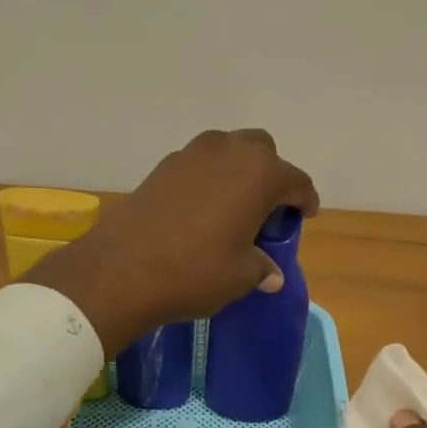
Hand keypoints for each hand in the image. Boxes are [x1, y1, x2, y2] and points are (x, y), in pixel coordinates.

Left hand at [21, 129, 318, 357]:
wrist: (121, 270)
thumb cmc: (195, 271)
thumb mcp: (240, 276)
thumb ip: (262, 268)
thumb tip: (271, 274)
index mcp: (259, 173)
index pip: (295, 181)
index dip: (304, 200)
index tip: (305, 215)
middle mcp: (228, 151)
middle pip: (261, 151)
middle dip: (270, 175)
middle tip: (267, 209)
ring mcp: (191, 154)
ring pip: (227, 151)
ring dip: (237, 172)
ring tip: (234, 207)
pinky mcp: (162, 167)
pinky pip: (198, 165)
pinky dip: (208, 180)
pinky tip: (201, 210)